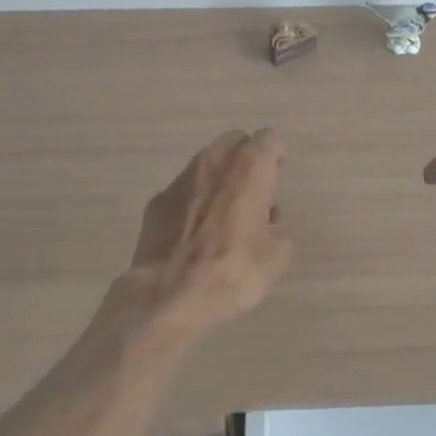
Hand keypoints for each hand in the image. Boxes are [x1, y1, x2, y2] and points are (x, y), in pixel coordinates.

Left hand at [106, 128, 292, 340]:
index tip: (279, 172)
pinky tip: (195, 230)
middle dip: (245, 157)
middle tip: (254, 187)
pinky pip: (183, 190)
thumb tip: (267, 222)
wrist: (169, 296)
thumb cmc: (233, 270)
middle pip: (234, 142)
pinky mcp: (156, 202)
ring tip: (224, 210)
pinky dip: (193, 200)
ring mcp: (180, 179)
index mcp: (249, 167)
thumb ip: (277, 229)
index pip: (268, 139)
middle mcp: (214, 162)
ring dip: (219, 177)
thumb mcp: (277, 257)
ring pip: (206, 163)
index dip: (276, 154)